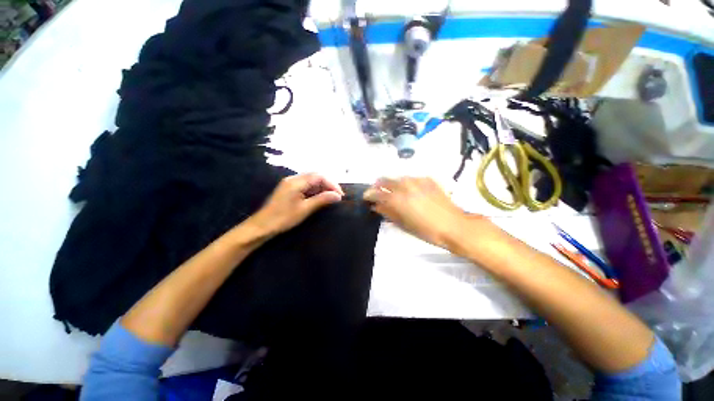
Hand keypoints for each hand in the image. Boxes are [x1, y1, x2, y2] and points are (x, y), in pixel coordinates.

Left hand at [246, 173, 343, 237]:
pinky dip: (315, 190)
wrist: (262, 226)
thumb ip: (322, 200)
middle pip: (316, 176)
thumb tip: (338, 196)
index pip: (319, 176)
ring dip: (323, 188)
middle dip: (328, 185)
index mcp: (296, 182)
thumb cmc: (283, 218)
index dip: (332, 184)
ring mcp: (291, 183)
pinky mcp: (290, 189)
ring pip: (312, 181)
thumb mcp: (305, 209)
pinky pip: (306, 185)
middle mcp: (293, 179)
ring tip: (331, 198)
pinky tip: (320, 198)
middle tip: (337, 196)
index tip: (340, 195)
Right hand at [363, 177, 470, 249]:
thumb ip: (388, 212)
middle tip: (378, 193)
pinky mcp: (428, 179)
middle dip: (378, 185)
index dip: (369, 194)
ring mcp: (417, 180)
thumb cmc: (427, 231)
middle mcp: (405, 185)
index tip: (366, 197)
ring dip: (392, 184)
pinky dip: (407, 183)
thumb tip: (376, 206)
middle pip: (385, 180)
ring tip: (394, 192)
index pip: (376, 193)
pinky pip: (412, 178)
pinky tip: (411, 190)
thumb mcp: (404, 224)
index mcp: (397, 199)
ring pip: (398, 178)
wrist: (454, 225)